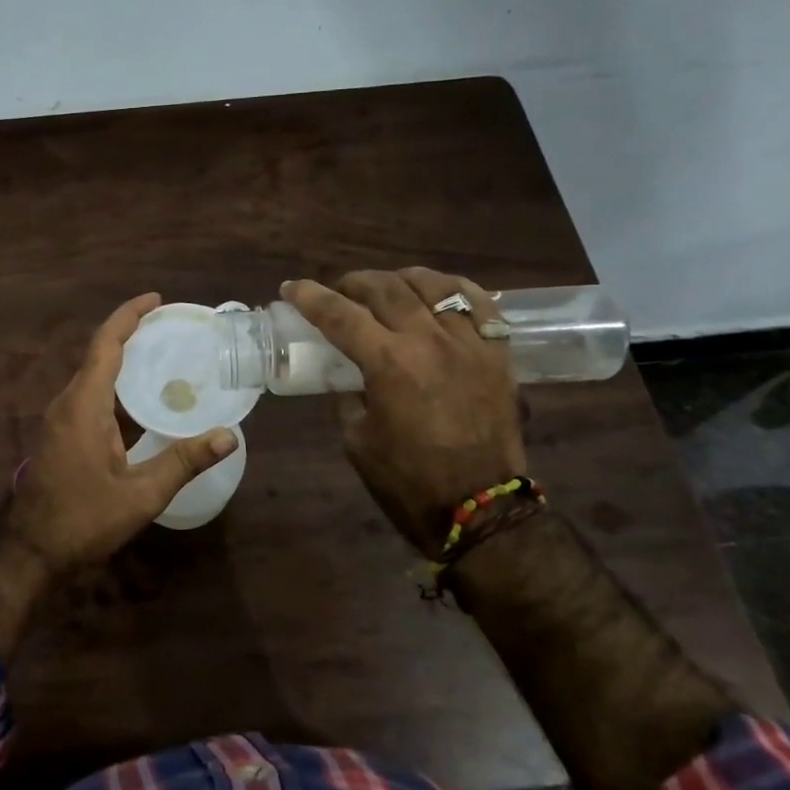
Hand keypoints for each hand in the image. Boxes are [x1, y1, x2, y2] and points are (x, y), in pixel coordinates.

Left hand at [5, 293, 238, 573]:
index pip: (105, 344)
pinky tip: (145, 401)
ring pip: (94, 377)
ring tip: (166, 356)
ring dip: (125, 362)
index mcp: (83, 405)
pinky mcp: (62, 436)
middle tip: (173, 328)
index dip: (129, 316)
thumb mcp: (140, 494)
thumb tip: (229, 436)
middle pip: (99, 354)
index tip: (156, 299)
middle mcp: (68, 403)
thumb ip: (183, 461)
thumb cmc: (84, 520)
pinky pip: (91, 398)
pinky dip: (118, 388)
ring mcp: (61, 420)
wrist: (32, 552)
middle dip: (132, 334)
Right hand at [283, 269, 525, 556]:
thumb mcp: (357, 439)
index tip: (292, 288)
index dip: (310, 297)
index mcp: (388, 364)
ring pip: (433, 285)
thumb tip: (348, 373)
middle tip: (339, 292)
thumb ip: (348, 395)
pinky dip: (453, 289)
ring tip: (387, 288)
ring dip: (400, 280)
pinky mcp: (498, 353)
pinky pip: (478, 303)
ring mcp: (469, 343)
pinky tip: (437, 293)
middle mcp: (429, 341)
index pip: (339, 314)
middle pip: (385, 288)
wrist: (479, 509)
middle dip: (353, 283)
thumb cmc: (408, 481)